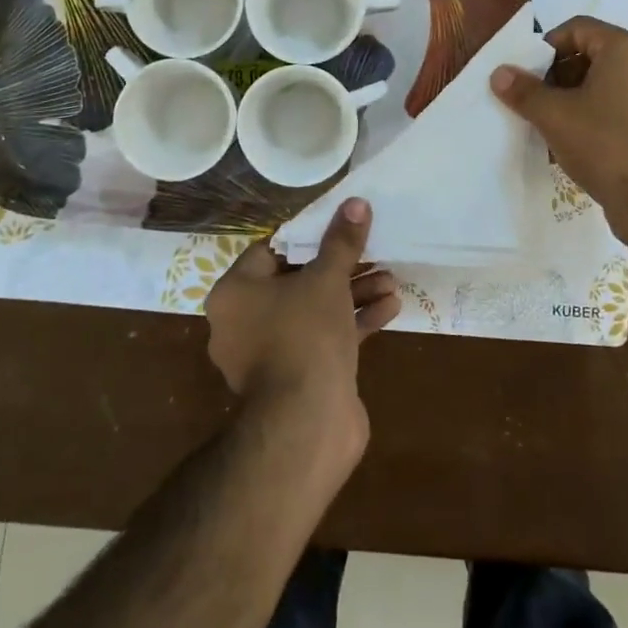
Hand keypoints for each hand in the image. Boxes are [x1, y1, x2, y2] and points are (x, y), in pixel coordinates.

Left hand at [204, 198, 400, 457]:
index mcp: (235, 293)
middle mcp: (244, 322)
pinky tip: (391, 308)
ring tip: (392, 281)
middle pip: (297, 281)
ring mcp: (270, 354)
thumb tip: (356, 203)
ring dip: (353, 294)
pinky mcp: (297, 378)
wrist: (307, 424)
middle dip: (341, 268)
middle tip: (373, 254)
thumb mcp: (327, 279)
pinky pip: (324, 340)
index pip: (270, 251)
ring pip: (314, 312)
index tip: (339, 229)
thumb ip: (341, 241)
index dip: (307, 237)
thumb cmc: (305, 335)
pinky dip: (353, 324)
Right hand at [491, 16, 627, 267]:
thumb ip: (524, 91)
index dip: (547, 46)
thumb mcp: (554, 117)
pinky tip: (587, 140)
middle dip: (563, 73)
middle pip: (597, 54)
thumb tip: (499, 73)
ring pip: (614, 82)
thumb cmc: (605, 146)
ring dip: (582, 95)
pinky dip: (605, 113)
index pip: (579, 28)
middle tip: (540, 98)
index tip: (528, 73)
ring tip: (559, 122)